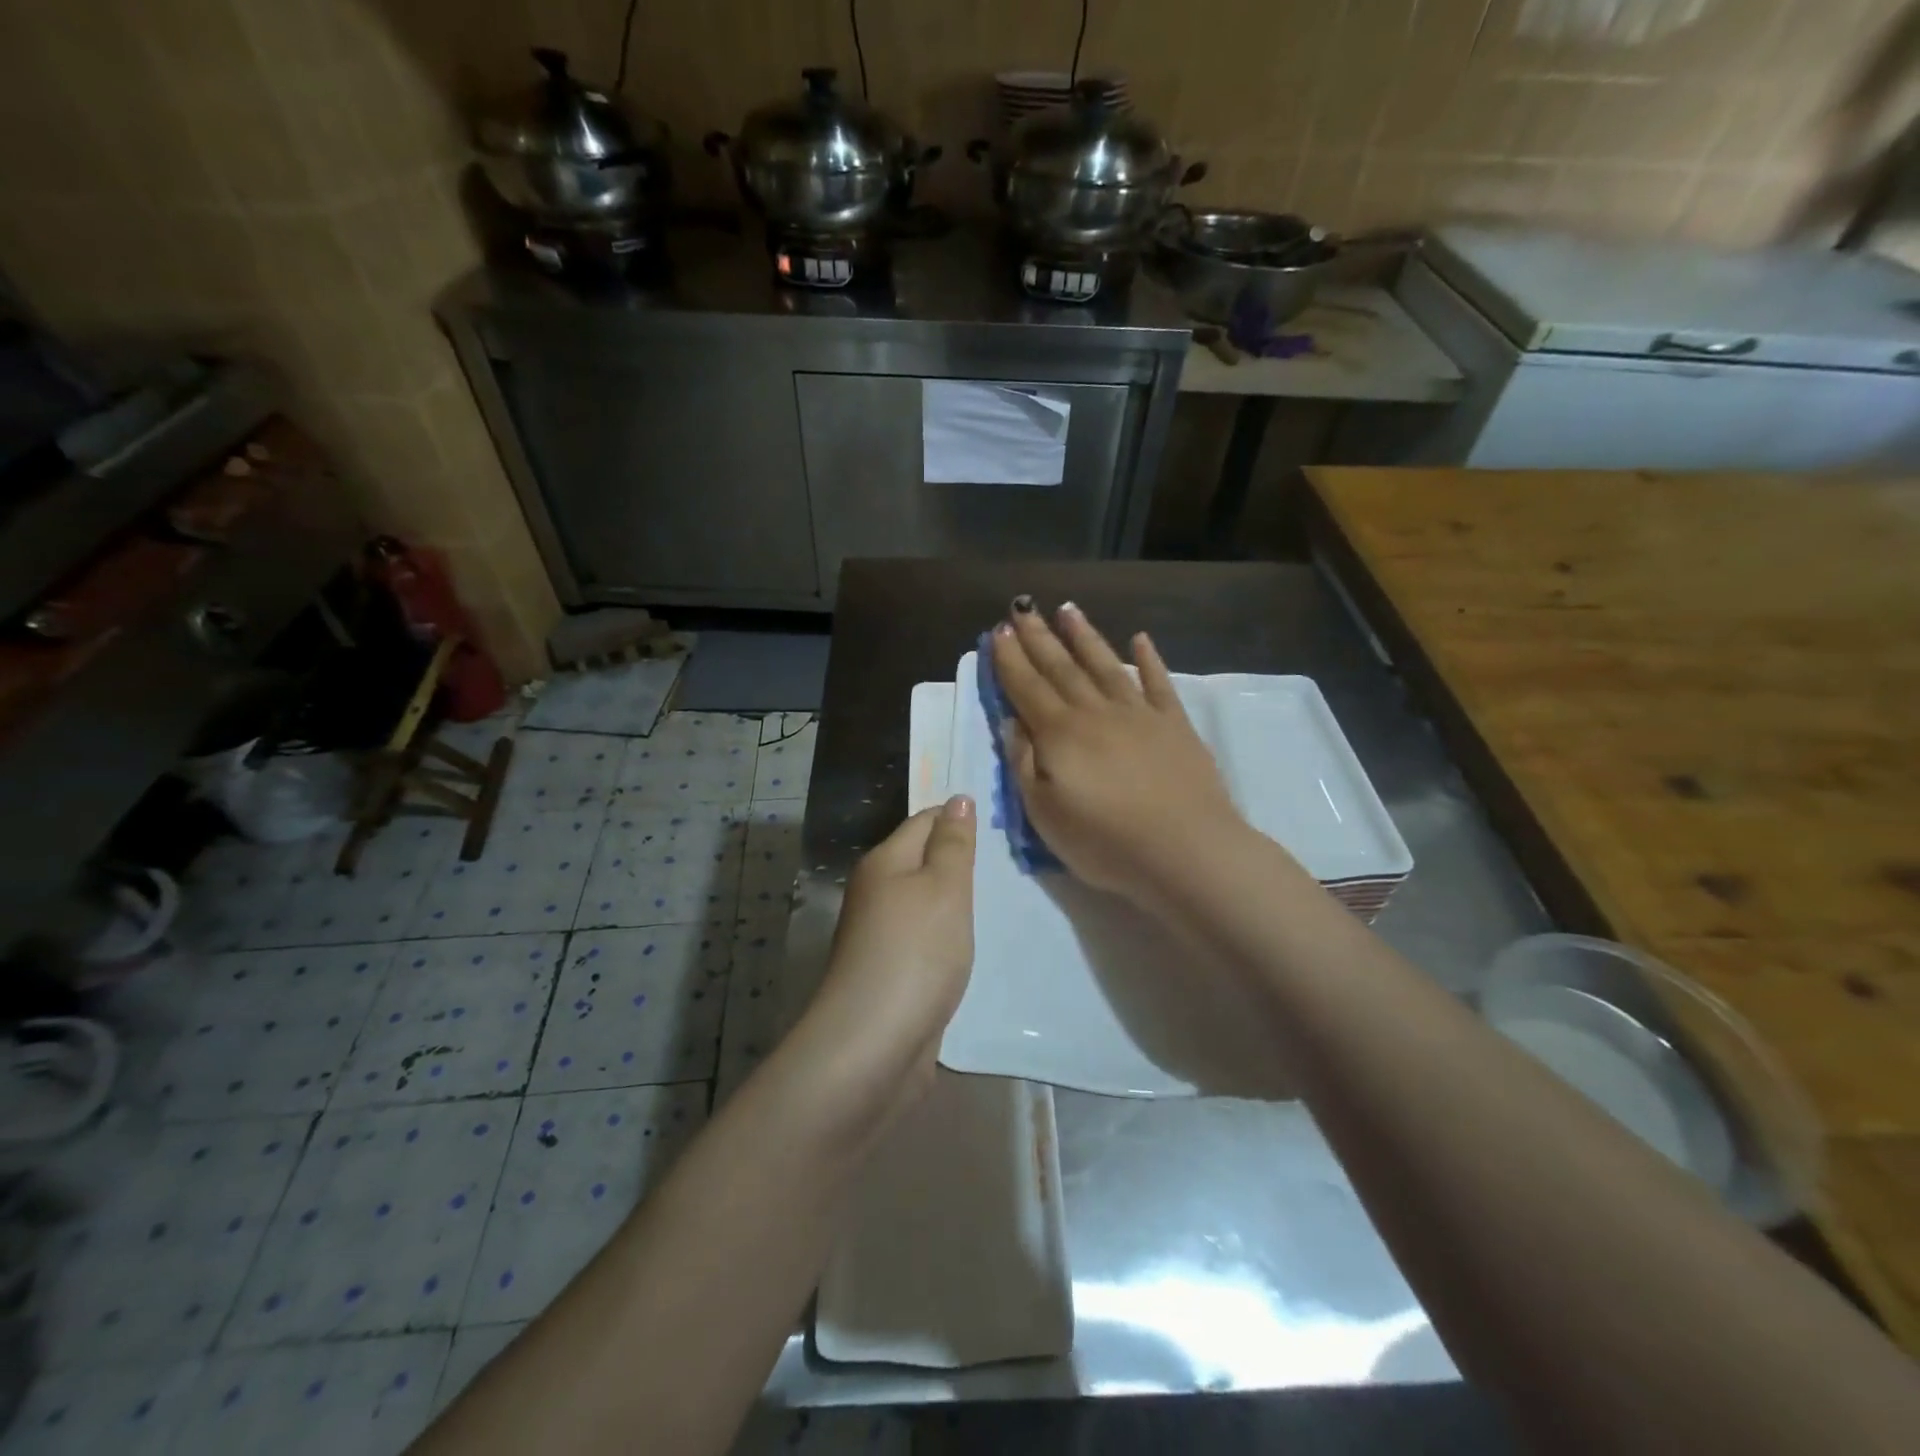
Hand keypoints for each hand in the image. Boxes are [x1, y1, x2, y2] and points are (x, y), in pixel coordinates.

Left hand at [793, 796, 976, 1110]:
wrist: (873, 1045)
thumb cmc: (915, 952)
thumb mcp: (944, 887)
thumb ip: (953, 843)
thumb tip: (957, 799)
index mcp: (884, 862)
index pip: (924, 820)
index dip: (959, 818)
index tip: (1002, 825)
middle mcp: (875, 892)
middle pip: (922, 860)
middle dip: (961, 860)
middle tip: (1011, 862)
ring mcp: (880, 935)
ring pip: (924, 902)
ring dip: (956, 901)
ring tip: (1000, 900)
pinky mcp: (890, 972)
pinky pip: (925, 938)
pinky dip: (948, 936)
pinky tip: (972, 945)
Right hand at [991, 599, 1245, 908]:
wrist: (1185, 851)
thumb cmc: (1105, 842)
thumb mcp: (1045, 814)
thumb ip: (1023, 765)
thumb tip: (1010, 723)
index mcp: (1060, 734)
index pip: (1027, 688)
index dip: (1010, 659)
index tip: (998, 631)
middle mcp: (1096, 712)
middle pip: (1061, 668)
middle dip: (1039, 638)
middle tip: (1022, 608)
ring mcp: (1139, 714)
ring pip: (1105, 665)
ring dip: (1085, 636)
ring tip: (1068, 609)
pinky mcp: (1174, 725)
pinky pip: (1158, 683)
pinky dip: (1148, 659)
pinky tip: (1140, 640)